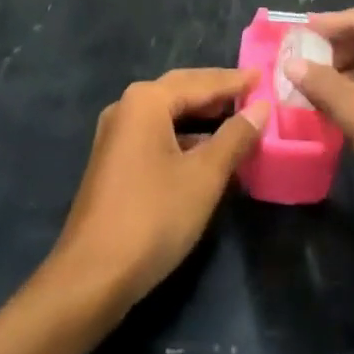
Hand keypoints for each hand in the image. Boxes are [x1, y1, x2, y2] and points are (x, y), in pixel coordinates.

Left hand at [49, 68, 266, 309]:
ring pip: (169, 115)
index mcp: (146, 100)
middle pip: (182, 91)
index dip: (234, 81)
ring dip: (202, 118)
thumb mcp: (204, 177)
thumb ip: (235, 138)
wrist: (90, 279)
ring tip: (237, 121)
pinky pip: (157, 135)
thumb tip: (261, 108)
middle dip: (217, 93)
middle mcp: (127, 107)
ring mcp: (117, 135)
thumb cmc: (153, 217)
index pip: (201, 82)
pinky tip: (207, 154)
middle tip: (252, 91)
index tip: (263, 75)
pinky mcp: (114, 162)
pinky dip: (185, 138)